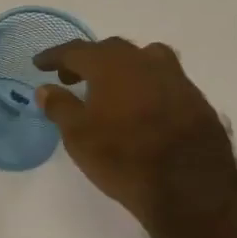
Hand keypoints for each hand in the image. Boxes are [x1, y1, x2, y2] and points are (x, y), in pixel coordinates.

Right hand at [34, 37, 236, 237]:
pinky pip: (163, 80)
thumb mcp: (78, 136)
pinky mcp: (196, 99)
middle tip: (70, 78)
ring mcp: (176, 78)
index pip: (76, 51)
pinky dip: (145, 86)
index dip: (55, 56)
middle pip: (110, 50)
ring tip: (110, 89)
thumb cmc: (123, 158)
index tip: (40, 64)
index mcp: (111, 65)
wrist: (190, 187)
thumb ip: (60, 106)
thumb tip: (46, 88)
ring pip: (143, 60)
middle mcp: (145, 61)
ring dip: (121, 68)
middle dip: (87, 61)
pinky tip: (140, 108)